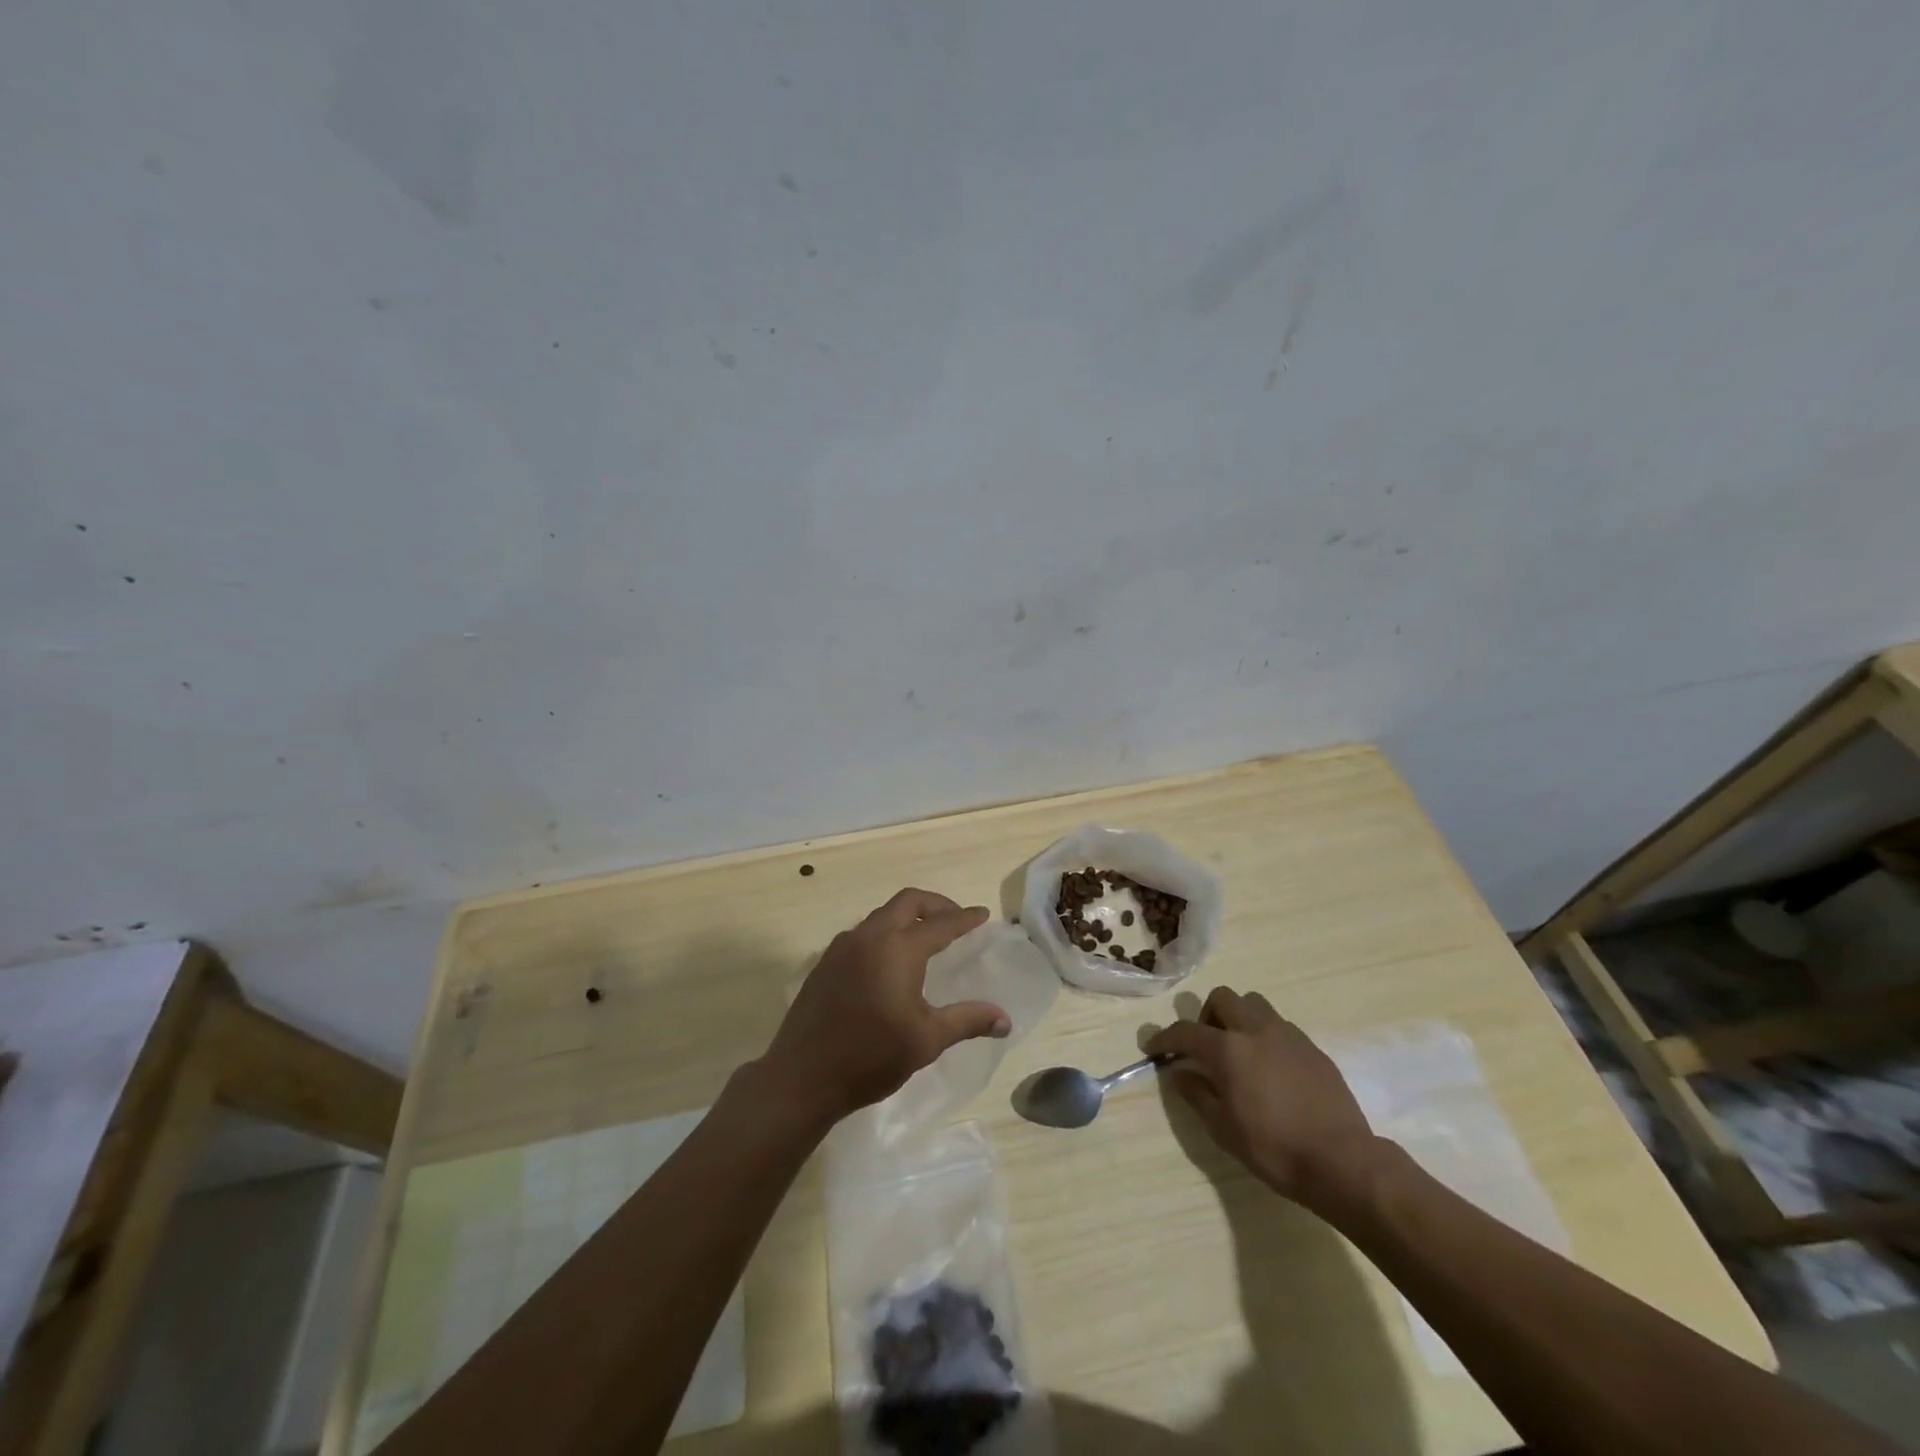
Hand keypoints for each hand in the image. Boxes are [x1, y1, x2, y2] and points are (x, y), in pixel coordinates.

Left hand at [757, 889, 1008, 1126]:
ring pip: (882, 914)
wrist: (802, 1077)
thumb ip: (968, 1021)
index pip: (940, 924)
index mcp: (898, 949)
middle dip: (936, 904)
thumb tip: (1005, 1020)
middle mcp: (870, 937)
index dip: (965, 919)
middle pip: (908, 902)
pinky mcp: (826, 962)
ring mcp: (842, 947)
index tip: (982, 915)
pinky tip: (890, 959)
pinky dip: (885, 931)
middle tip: (956, 919)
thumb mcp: (926, 1040)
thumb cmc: (871, 1057)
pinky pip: (863, 932)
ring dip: (907, 916)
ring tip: (926, 936)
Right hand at [1146, 986, 1381, 1207]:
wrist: (1342, 1161)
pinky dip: (1264, 1034)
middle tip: (1205, 1045)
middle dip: (1206, 1016)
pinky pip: (1279, 1025)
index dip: (1164, 1037)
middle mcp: (1255, 1030)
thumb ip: (1197, 1095)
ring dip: (1238, 1017)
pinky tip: (1269, 1067)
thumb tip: (1179, 1073)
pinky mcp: (1312, 1048)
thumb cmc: (1274, 1149)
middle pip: (1223, 998)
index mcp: (1228, 1049)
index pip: (1186, 1031)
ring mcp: (1288, 1035)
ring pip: (1254, 1003)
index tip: (1153, 1047)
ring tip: (1238, 1049)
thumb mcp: (1223, 1129)